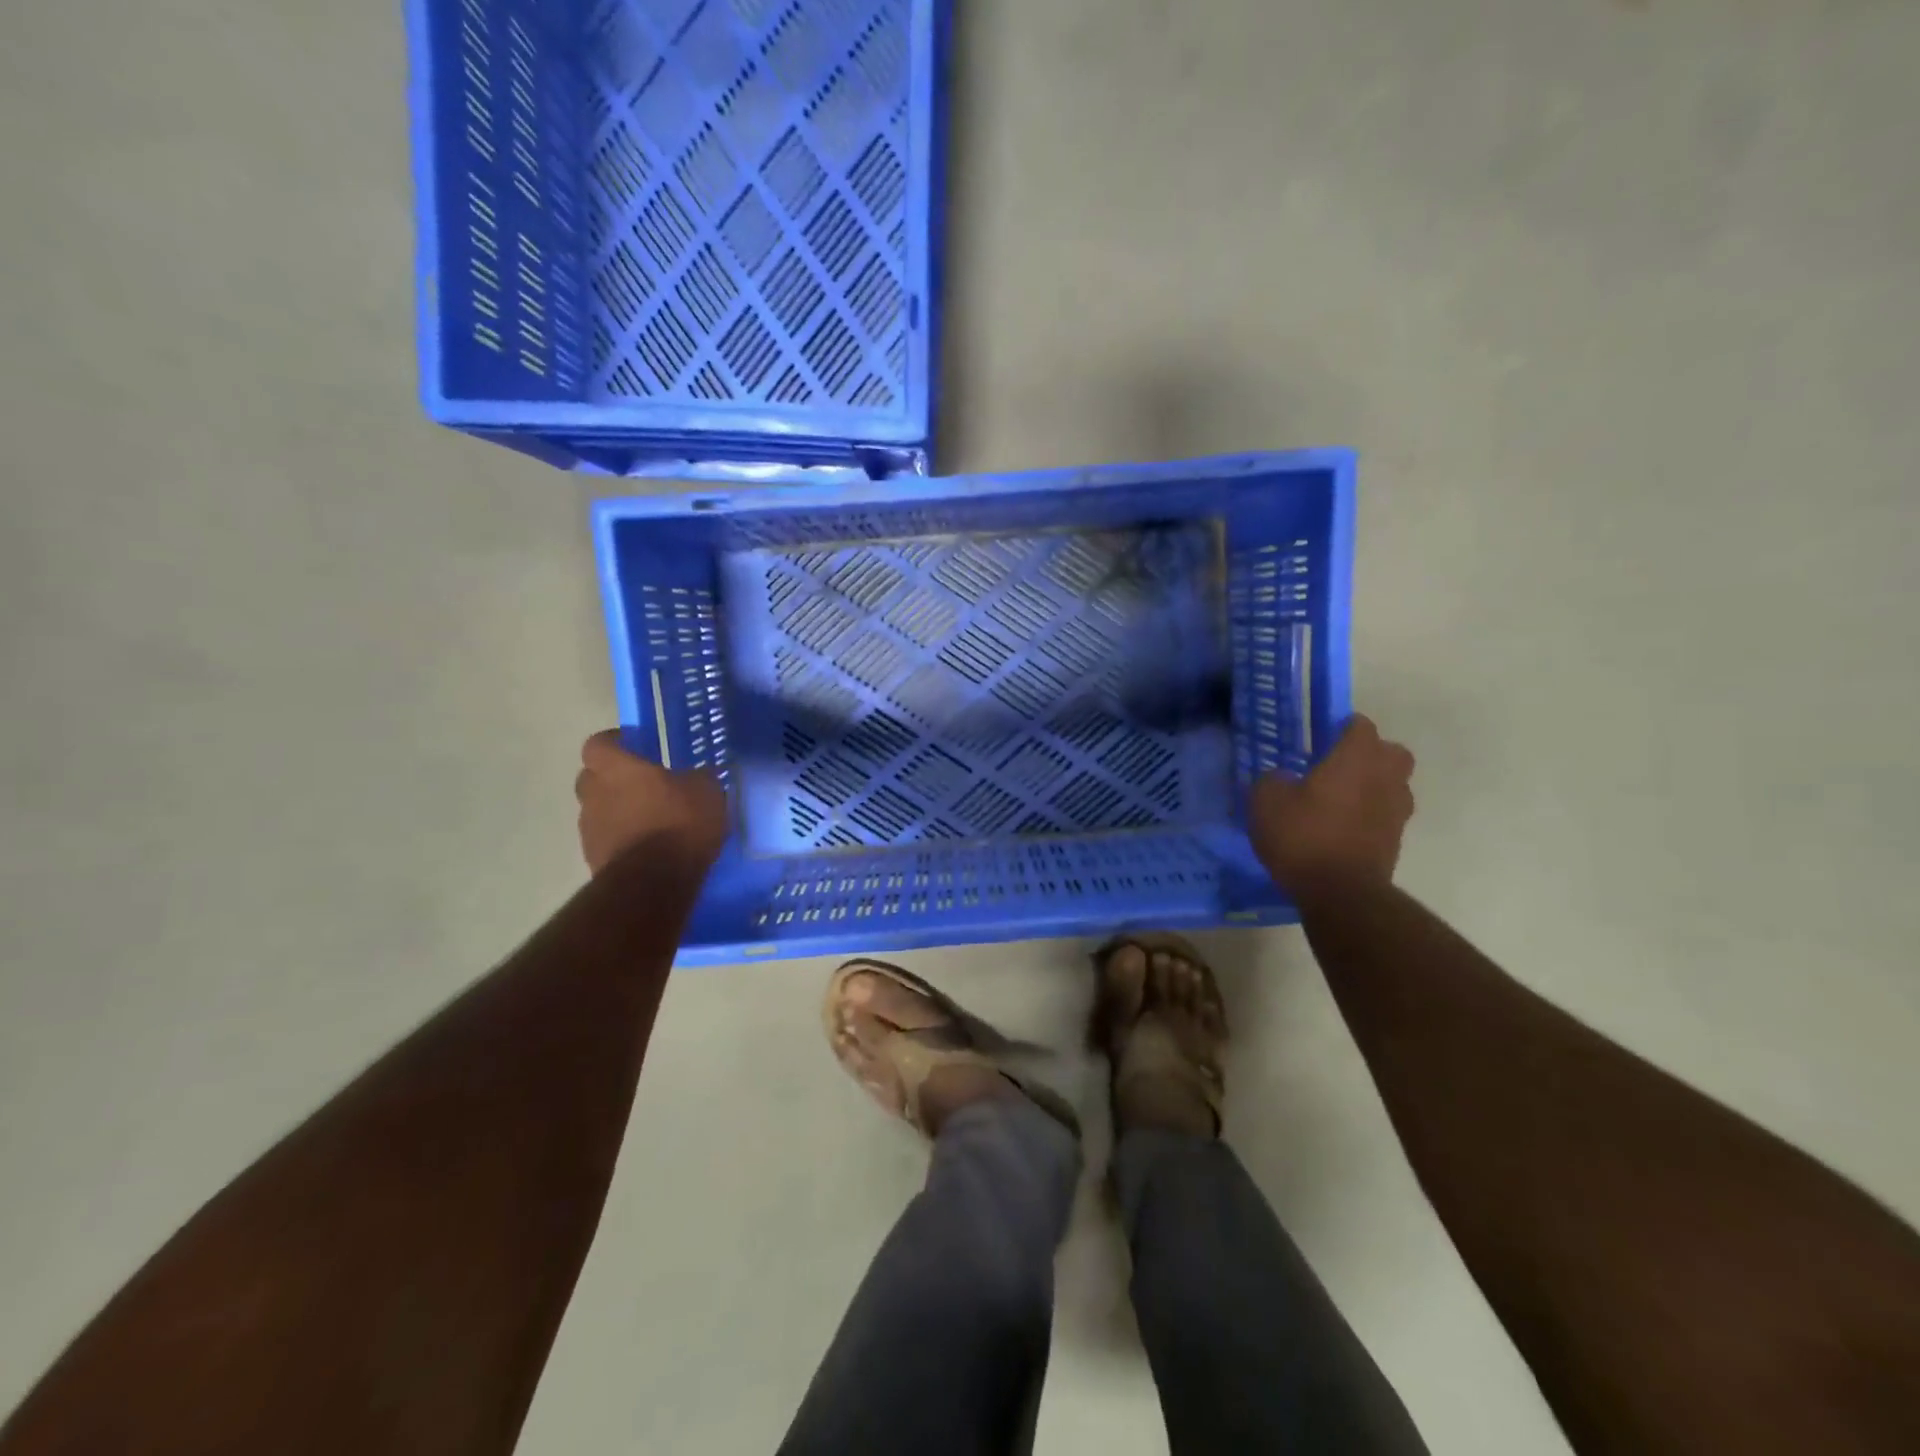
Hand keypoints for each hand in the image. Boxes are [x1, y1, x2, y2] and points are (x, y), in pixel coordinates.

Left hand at [574, 730, 728, 875]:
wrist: (653, 882)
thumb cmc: (679, 822)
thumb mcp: (706, 791)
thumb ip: (697, 778)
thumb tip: (698, 776)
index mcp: (617, 768)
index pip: (598, 744)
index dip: (613, 743)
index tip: (632, 745)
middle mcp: (595, 794)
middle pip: (591, 777)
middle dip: (611, 778)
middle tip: (641, 783)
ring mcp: (590, 829)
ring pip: (598, 810)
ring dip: (617, 811)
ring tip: (648, 820)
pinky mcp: (593, 859)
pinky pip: (606, 840)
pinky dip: (621, 839)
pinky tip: (647, 847)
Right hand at [1251, 714, 1414, 897]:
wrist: (1340, 893)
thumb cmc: (1303, 836)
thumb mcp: (1266, 801)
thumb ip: (1272, 780)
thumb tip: (1282, 779)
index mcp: (1356, 757)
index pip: (1360, 725)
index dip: (1341, 727)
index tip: (1320, 738)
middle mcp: (1385, 778)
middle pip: (1391, 753)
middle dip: (1369, 754)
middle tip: (1337, 766)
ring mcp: (1397, 811)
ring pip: (1393, 785)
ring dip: (1373, 787)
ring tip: (1339, 800)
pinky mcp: (1395, 842)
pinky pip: (1385, 816)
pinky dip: (1369, 817)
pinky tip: (1341, 829)